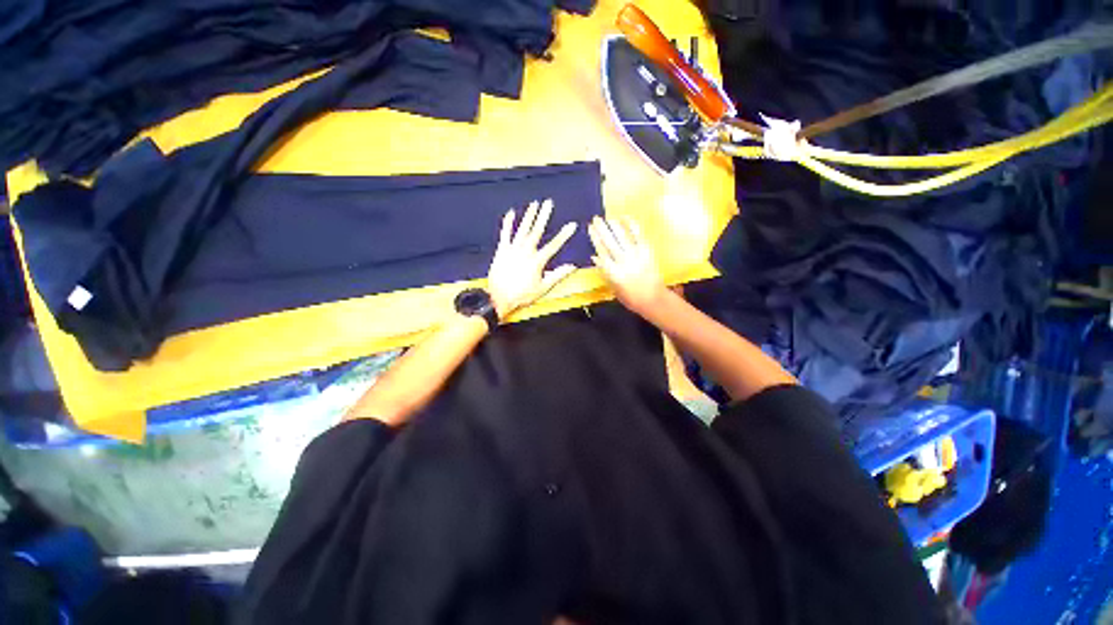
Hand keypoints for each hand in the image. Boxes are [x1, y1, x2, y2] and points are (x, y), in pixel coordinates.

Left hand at [487, 199, 577, 319]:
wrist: (498, 298)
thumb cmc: (522, 295)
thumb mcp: (543, 288)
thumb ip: (558, 275)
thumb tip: (572, 267)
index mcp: (537, 261)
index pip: (554, 245)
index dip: (564, 235)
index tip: (572, 225)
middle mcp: (525, 252)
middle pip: (537, 231)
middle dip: (544, 216)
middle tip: (549, 202)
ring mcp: (512, 250)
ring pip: (522, 229)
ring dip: (529, 216)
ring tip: (534, 204)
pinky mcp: (501, 251)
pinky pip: (505, 234)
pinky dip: (508, 223)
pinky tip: (511, 213)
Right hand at [588, 216, 666, 315]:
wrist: (653, 299)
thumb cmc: (631, 298)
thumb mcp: (614, 288)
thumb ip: (605, 272)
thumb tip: (595, 258)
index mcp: (613, 272)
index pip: (601, 251)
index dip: (595, 239)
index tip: (590, 229)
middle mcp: (622, 261)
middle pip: (609, 242)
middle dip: (601, 229)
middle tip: (596, 219)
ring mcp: (635, 255)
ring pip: (622, 237)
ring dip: (613, 226)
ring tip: (607, 218)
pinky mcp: (646, 251)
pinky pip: (638, 235)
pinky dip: (631, 225)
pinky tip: (625, 218)